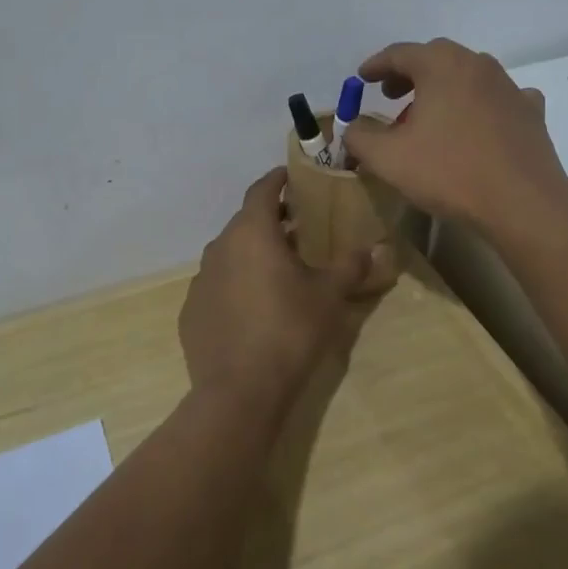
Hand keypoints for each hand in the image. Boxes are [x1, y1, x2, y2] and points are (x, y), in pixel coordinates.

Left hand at [178, 168, 398, 421]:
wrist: (239, 392)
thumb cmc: (289, 331)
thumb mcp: (330, 296)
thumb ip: (351, 266)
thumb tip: (376, 248)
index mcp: (252, 232)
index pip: (262, 189)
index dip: (278, 179)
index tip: (292, 176)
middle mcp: (220, 247)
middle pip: (246, 221)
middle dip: (271, 220)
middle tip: (299, 229)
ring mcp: (201, 280)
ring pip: (230, 253)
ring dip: (253, 253)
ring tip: (279, 269)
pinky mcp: (191, 311)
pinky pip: (218, 284)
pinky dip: (236, 283)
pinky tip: (254, 307)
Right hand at [343, 38, 567, 235]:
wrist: (522, 202)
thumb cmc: (449, 172)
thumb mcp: (388, 158)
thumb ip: (360, 137)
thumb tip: (352, 128)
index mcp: (441, 65)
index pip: (399, 53)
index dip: (376, 65)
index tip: (361, 79)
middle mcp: (477, 64)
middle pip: (436, 58)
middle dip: (409, 74)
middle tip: (391, 96)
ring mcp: (509, 86)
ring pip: (467, 76)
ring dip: (444, 89)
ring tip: (429, 117)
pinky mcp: (530, 111)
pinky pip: (498, 98)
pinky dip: (481, 104)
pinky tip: (477, 124)